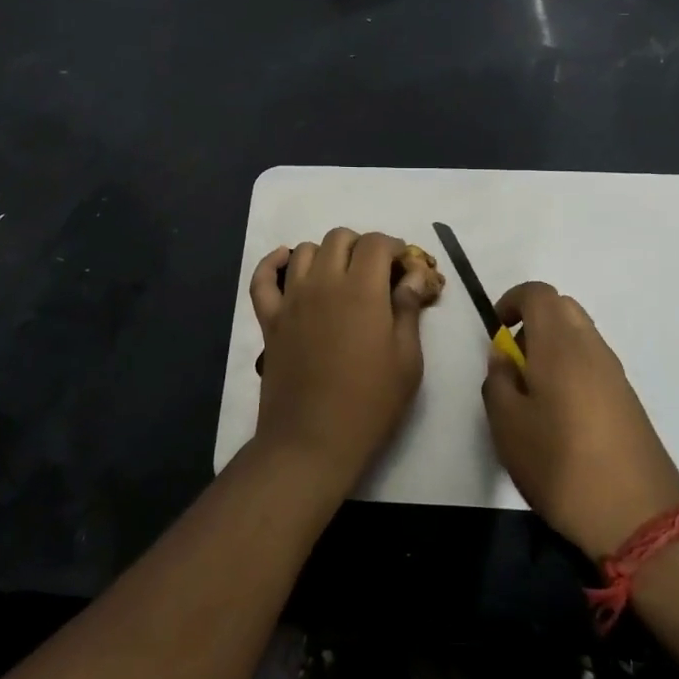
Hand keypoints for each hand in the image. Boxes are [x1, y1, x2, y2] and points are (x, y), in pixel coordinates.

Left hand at [248, 229, 435, 497]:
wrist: (312, 440)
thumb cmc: (370, 403)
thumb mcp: (407, 358)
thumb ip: (409, 309)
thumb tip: (415, 275)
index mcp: (362, 289)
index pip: (376, 243)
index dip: (394, 248)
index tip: (404, 267)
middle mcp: (323, 282)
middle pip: (340, 238)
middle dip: (362, 247)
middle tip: (376, 274)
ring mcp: (291, 299)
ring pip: (304, 250)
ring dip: (326, 254)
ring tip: (340, 277)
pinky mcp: (269, 319)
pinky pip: (263, 278)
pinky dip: (274, 264)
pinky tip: (287, 265)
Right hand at [481, 281, 678, 560]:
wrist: (638, 517)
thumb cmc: (561, 465)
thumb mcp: (508, 427)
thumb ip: (498, 382)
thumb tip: (503, 357)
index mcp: (560, 344)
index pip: (538, 293)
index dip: (512, 300)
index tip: (496, 329)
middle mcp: (592, 347)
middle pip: (562, 307)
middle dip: (533, 320)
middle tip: (513, 359)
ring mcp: (615, 372)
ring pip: (580, 334)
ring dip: (553, 345)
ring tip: (533, 391)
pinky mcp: (628, 398)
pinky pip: (593, 361)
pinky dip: (572, 366)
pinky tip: (561, 413)